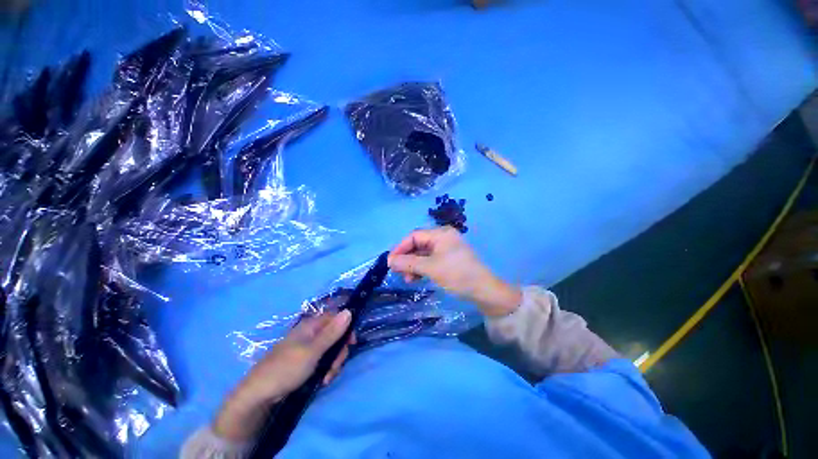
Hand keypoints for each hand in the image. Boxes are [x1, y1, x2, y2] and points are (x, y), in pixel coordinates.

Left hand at [213, 311, 353, 440]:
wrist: (258, 395)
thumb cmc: (286, 369)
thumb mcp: (313, 351)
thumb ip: (332, 333)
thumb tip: (349, 311)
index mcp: (311, 326)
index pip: (335, 318)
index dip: (346, 327)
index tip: (352, 343)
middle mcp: (310, 334)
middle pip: (335, 336)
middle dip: (339, 352)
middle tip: (335, 367)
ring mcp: (307, 349)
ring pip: (330, 350)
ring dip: (333, 364)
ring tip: (327, 378)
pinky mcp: (304, 362)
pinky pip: (322, 361)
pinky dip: (325, 370)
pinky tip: (322, 381)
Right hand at [388, 227, 521, 316]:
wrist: (484, 290)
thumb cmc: (457, 275)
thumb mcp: (430, 268)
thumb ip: (408, 263)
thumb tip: (389, 261)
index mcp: (440, 233)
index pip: (414, 236)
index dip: (400, 248)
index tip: (389, 262)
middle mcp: (443, 237)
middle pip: (418, 245)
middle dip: (407, 258)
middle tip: (398, 273)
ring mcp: (447, 248)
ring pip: (423, 254)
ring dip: (413, 265)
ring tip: (408, 279)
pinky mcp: (449, 259)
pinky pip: (431, 260)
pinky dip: (422, 268)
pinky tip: (417, 278)